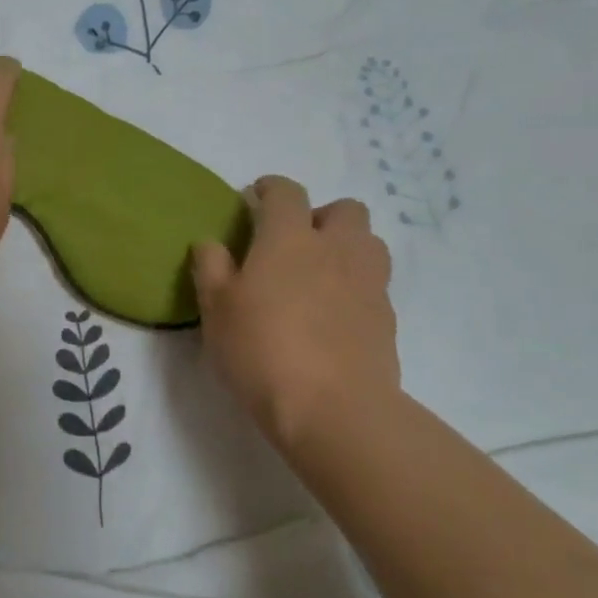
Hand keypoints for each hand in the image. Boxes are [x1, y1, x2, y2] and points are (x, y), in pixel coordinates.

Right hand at [191, 178, 398, 444]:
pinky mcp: (387, 317)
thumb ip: (210, 267)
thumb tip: (210, 242)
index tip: (254, 199)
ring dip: (346, 246)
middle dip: (319, 215)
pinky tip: (333, 313)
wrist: (333, 409)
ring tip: (319, 274)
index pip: (286, 192)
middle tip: (293, 242)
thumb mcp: (216, 309)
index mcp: (289, 238)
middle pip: (343, 209)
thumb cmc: (262, 350)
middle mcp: (335, 249)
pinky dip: (355, 284)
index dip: (269, 188)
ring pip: (368, 242)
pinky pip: (374, 282)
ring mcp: (368, 282)